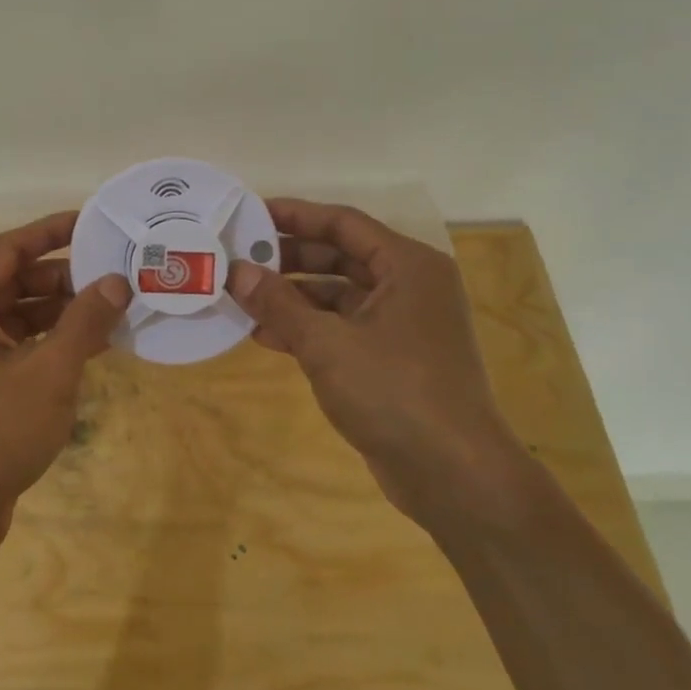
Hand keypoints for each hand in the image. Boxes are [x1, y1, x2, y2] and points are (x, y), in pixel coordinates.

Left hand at [0, 211, 131, 554]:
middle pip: (16, 279)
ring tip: (114, 308)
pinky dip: (50, 340)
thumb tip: (117, 280)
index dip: (52, 231)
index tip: (94, 221)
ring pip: (19, 313)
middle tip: (116, 273)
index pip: (10, 247)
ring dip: (62, 310)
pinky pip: (17, 344)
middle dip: (65, 276)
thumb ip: (84, 320)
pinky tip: (92, 345)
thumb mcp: (49, 372)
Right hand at [226, 198, 524, 527]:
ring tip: (243, 297)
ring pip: (338, 295)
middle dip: (289, 258)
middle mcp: (409, 286)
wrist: (454, 476)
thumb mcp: (327, 343)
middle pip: (340, 256)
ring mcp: (402, 325)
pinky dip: (308, 329)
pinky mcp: (392, 360)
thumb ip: (278, 303)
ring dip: (293, 296)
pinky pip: (343, 328)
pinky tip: (266, 336)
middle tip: (240, 257)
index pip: (343, 223)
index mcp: (407, 266)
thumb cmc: (395, 392)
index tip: (250, 213)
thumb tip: (236, 271)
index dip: (295, 215)